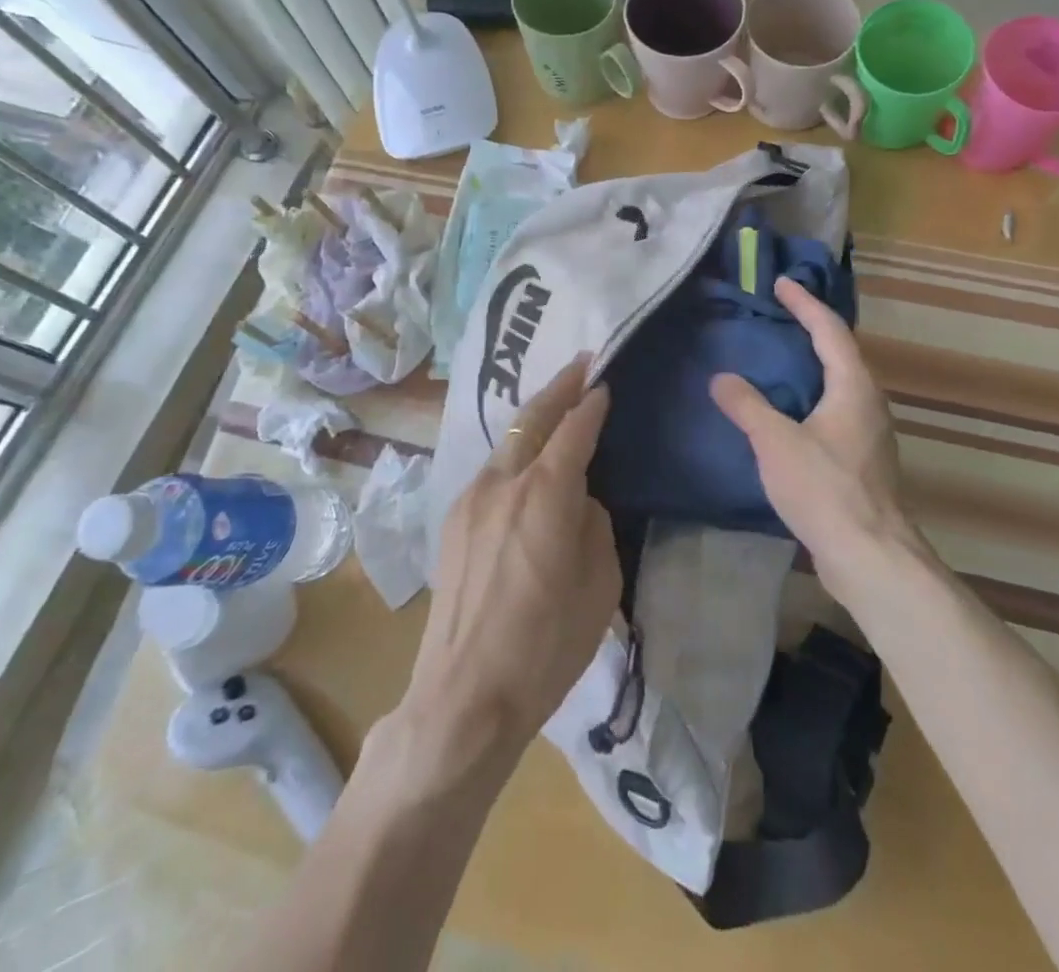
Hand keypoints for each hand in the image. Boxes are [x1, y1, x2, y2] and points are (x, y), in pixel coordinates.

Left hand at [395, 357, 618, 780]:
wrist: (464, 694)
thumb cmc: (546, 646)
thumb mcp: (599, 585)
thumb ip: (593, 524)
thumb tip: (580, 501)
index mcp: (545, 493)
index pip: (574, 429)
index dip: (591, 403)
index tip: (604, 382)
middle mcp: (503, 481)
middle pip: (533, 417)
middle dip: (559, 387)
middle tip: (581, 363)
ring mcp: (471, 498)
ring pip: (508, 440)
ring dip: (534, 417)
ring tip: (556, 404)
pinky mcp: (454, 519)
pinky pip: (492, 469)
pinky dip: (515, 450)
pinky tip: (526, 459)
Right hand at [710, 277, 915, 596]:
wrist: (870, 556)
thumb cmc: (825, 489)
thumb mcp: (776, 442)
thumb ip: (747, 405)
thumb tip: (722, 378)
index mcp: (853, 386)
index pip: (829, 329)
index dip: (804, 303)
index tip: (781, 284)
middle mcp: (869, 402)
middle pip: (840, 353)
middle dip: (810, 330)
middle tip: (777, 316)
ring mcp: (870, 433)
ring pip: (840, 384)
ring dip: (812, 365)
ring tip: (778, 359)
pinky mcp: (864, 460)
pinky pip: (836, 410)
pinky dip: (812, 396)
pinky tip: (789, 412)